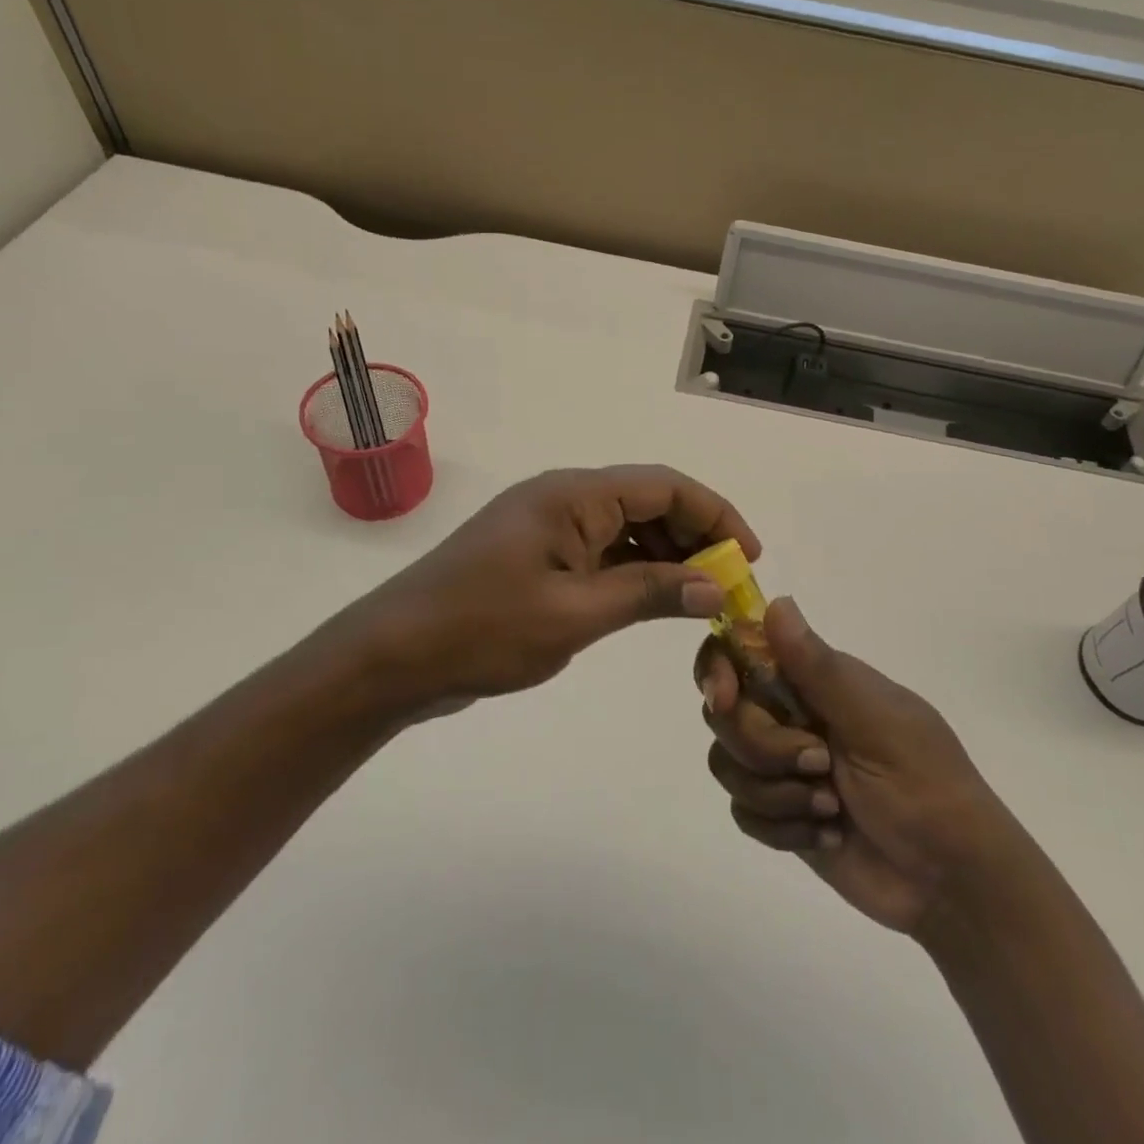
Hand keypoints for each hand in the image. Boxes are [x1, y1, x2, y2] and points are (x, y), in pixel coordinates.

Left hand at [346, 465, 754, 714]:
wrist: (393, 657)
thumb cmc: (482, 629)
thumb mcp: (575, 614)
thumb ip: (649, 593)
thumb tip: (716, 587)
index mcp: (574, 496)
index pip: (665, 487)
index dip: (717, 515)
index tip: (750, 558)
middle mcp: (565, 500)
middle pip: (650, 504)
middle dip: (696, 539)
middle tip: (728, 589)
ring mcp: (549, 528)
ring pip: (628, 530)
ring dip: (668, 558)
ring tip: (701, 600)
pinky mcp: (539, 557)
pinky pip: (602, 553)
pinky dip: (635, 572)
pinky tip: (656, 602)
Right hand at [697, 598, 1014, 936]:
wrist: (953, 882)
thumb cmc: (926, 786)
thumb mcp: (877, 723)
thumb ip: (819, 668)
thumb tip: (776, 601)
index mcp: (816, 680)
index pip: (742, 650)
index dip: (720, 668)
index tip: (725, 698)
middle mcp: (791, 714)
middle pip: (726, 713)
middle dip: (763, 746)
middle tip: (819, 764)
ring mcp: (783, 766)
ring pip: (727, 763)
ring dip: (777, 792)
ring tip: (831, 809)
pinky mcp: (780, 814)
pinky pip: (742, 811)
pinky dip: (783, 828)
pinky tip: (828, 835)